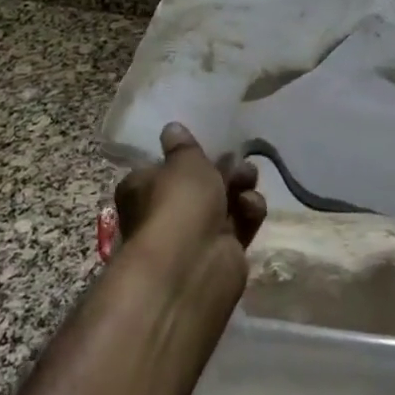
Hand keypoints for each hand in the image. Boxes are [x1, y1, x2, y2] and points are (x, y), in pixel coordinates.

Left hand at [115, 124, 266, 257]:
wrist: (192, 265)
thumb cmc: (178, 204)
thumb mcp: (184, 163)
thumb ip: (184, 146)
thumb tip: (172, 129)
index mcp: (143, 188)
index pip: (164, 167)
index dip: (187, 157)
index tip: (209, 145)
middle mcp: (166, 212)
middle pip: (199, 184)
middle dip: (222, 169)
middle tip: (238, 161)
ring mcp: (196, 234)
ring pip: (223, 201)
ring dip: (240, 186)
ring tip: (248, 178)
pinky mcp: (224, 251)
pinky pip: (240, 223)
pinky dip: (248, 212)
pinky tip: (251, 207)